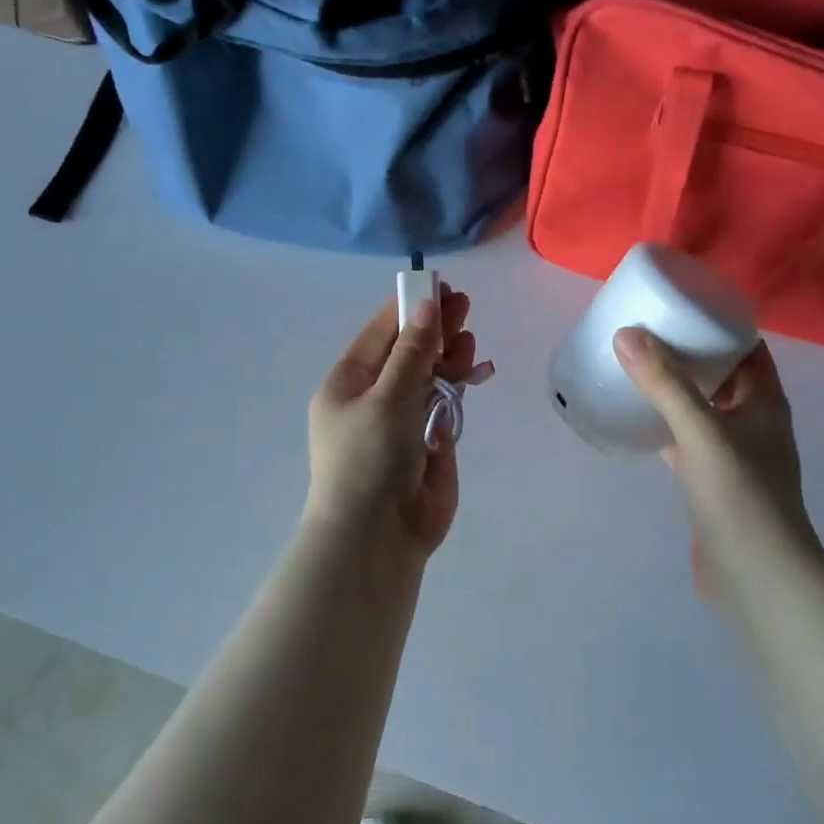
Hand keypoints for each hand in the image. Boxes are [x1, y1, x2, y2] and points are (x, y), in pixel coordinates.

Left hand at [304, 286, 485, 559]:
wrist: (376, 536)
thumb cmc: (369, 459)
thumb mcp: (388, 398)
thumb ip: (412, 352)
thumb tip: (428, 305)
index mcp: (348, 384)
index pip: (380, 334)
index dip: (410, 308)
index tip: (439, 286)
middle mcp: (374, 398)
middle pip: (408, 353)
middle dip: (435, 330)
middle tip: (464, 306)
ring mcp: (402, 421)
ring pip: (429, 377)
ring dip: (449, 357)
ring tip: (468, 339)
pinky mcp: (428, 443)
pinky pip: (445, 405)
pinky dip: (459, 387)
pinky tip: (476, 369)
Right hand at [614, 329, 823, 605]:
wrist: (755, 575)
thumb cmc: (739, 496)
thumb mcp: (701, 431)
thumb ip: (665, 383)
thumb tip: (627, 334)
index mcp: (765, 401)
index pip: (748, 347)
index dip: (719, 324)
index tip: (680, 306)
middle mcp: (754, 422)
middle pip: (723, 375)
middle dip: (689, 353)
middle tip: (646, 333)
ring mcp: (734, 455)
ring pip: (702, 409)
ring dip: (675, 389)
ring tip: (635, 368)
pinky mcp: (711, 482)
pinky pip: (686, 441)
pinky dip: (664, 427)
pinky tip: (635, 420)